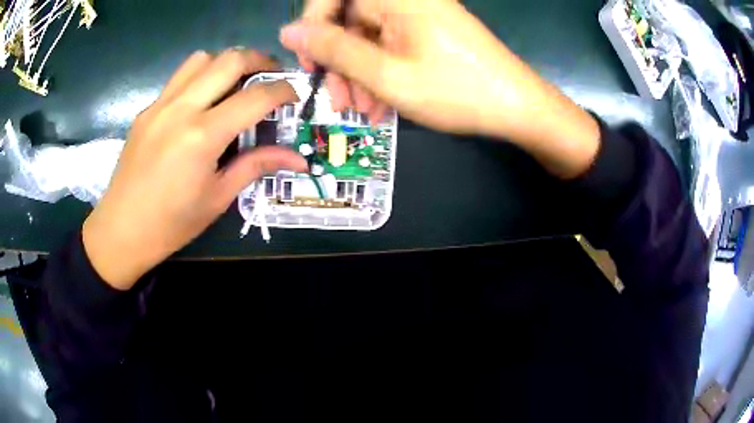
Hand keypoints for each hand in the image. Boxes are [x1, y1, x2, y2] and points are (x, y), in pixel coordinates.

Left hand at [83, 49, 307, 289]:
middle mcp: (181, 109)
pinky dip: (200, 77)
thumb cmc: (172, 224)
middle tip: (271, 77)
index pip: (255, 97)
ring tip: (235, 83)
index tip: (295, 95)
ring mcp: (160, 105)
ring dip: (226, 63)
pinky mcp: (147, 109)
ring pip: (201, 59)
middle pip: (230, 60)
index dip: (283, 90)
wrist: (121, 230)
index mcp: (202, 136)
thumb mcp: (218, 198)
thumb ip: (256, 166)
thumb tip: (298, 160)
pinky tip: (202, 102)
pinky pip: (179, 77)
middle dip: (260, 61)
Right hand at [281, 0, 600, 177]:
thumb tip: (289, 32)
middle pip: (349, 20)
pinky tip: (382, 105)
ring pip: (367, 38)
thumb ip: (334, 50)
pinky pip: (388, 46)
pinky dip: (380, 73)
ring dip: (359, 74)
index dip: (313, 25)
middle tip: (340, 102)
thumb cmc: (457, 90)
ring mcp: (417, 15)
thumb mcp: (387, 75)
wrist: (516, 106)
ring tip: (364, 111)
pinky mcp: (426, 31)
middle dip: (339, 61)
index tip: (310, 63)